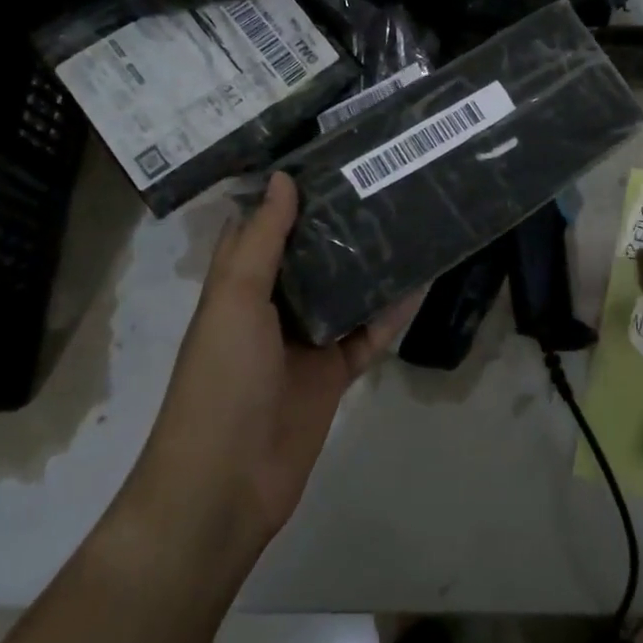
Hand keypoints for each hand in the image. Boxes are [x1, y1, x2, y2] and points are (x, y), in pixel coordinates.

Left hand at [125, 173, 418, 565]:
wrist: (225, 485)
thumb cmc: (221, 380)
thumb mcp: (235, 300)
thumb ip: (263, 241)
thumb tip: (283, 178)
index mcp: (239, 285)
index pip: (264, 226)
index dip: (288, 193)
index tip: (328, 156)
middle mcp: (271, 307)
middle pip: (310, 256)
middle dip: (340, 223)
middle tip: (383, 180)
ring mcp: (304, 342)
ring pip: (344, 292)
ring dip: (370, 264)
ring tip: (410, 220)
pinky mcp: (333, 374)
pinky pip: (368, 335)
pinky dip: (391, 313)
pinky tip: (421, 282)